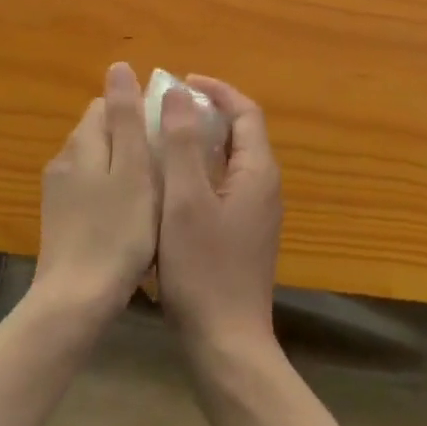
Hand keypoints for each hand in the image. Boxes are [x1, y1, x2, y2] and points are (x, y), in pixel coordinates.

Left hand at [31, 62, 159, 325]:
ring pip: (97, 162)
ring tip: (155, 190)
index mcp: (82, 143)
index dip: (138, 110)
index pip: (107, 105)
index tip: (166, 131)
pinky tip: (131, 217)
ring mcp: (58, 194)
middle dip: (132, 138)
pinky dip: (112, 192)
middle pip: (101, 131)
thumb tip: (118, 66)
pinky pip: (91, 190)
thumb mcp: (133, 169)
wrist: (76, 302)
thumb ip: (126, 117)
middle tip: (167, 163)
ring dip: (123, 166)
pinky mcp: (60, 221)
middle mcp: (64, 161)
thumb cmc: (117, 232)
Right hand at [156, 76, 282, 362]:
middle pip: (240, 133)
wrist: (226, 343)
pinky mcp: (243, 233)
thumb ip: (182, 143)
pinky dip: (200, 171)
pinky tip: (169, 185)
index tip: (181, 82)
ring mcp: (256, 212)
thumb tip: (180, 92)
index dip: (216, 91)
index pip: (245, 112)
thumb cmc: (203, 268)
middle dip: (206, 113)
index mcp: (258, 171)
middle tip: (166, 108)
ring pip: (230, 161)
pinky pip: (224, 185)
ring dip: (200, 142)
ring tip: (162, 138)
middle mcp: (264, 186)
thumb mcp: (185, 200)